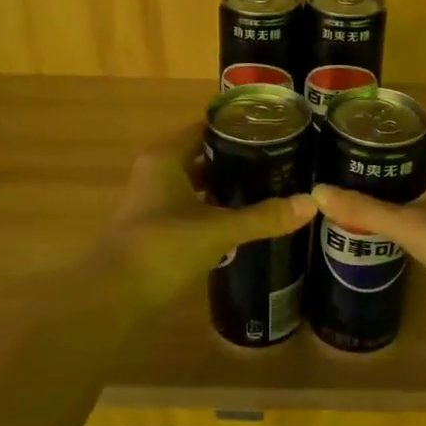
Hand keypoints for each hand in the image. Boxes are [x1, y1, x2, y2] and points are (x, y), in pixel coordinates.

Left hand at [97, 127, 315, 309]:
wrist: (113, 297)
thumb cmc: (162, 247)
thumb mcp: (218, 229)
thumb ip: (263, 216)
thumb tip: (312, 203)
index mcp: (166, 157)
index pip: (207, 128)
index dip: (239, 128)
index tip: (274, 130)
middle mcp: (157, 171)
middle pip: (203, 155)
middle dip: (238, 159)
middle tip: (279, 160)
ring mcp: (153, 201)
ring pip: (196, 184)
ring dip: (225, 186)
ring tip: (268, 187)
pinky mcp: (155, 228)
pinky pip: (191, 208)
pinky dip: (213, 209)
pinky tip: (241, 219)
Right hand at [311, 130, 425, 302]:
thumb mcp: (410, 226)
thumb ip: (364, 209)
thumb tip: (317, 193)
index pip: (410, 123)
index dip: (377, 126)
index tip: (342, 131)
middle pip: (412, 147)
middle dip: (377, 154)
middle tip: (336, 158)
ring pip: (419, 172)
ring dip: (389, 177)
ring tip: (347, 181)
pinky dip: (404, 197)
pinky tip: (377, 210)